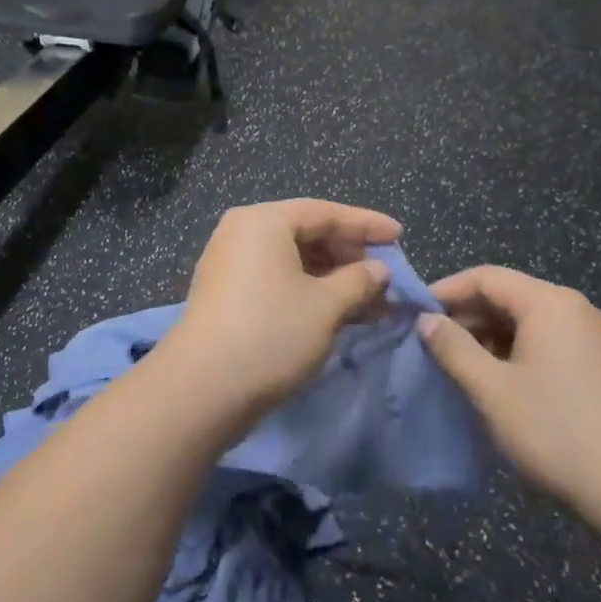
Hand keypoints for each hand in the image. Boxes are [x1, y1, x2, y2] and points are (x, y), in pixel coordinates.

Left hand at [164, 199, 399, 422]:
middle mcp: (243, 233)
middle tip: (386, 277)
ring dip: (333, 279)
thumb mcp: (326, 306)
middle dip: (350, 256)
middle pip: (307, 233)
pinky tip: (338, 313)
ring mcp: (230, 264)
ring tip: (371, 302)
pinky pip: (277, 279)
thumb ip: (359, 281)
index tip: (399, 236)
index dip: (366, 224)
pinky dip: (309, 291)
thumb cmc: (271, 333)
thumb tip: (378, 270)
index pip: (325, 211)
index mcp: (264, 221)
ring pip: (293, 260)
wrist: (201, 389)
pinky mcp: (226, 295)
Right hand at [419, 267, 600, 511]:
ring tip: (459, 365)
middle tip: (431, 343)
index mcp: (549, 303)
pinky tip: (499, 382)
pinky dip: (518, 352)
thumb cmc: (554, 430)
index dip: (447, 290)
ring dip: (491, 337)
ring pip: (530, 321)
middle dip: (468, 316)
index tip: (415, 313)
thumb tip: (427, 320)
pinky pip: (550, 342)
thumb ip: (453, 348)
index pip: (487, 277)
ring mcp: (595, 338)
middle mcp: (575, 309)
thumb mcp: (491, 389)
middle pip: (510, 296)